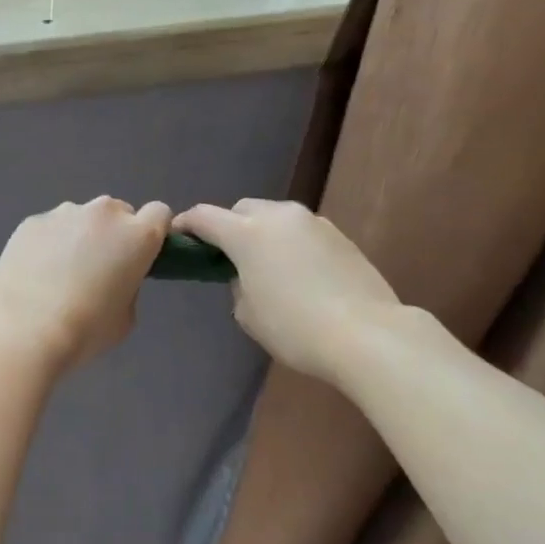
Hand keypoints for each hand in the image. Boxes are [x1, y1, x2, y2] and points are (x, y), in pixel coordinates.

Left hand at [0, 197, 172, 372]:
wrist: (22, 330)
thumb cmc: (84, 330)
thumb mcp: (125, 317)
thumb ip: (128, 286)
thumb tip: (114, 277)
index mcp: (137, 236)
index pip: (159, 213)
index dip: (152, 232)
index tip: (140, 255)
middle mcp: (104, 214)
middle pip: (118, 212)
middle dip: (114, 234)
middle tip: (97, 269)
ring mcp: (64, 213)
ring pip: (82, 218)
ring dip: (79, 236)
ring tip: (59, 274)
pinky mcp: (32, 221)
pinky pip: (51, 227)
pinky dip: (49, 243)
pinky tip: (34, 274)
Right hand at [173, 199, 399, 383]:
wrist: (366, 334)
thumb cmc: (295, 328)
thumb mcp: (248, 313)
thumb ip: (237, 284)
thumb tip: (247, 274)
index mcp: (247, 234)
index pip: (204, 217)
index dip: (186, 225)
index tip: (178, 237)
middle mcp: (279, 217)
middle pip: (242, 209)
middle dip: (229, 226)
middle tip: (227, 256)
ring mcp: (313, 222)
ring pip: (276, 218)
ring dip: (262, 233)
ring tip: (265, 265)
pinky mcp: (339, 235)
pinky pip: (302, 232)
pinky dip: (290, 244)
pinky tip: (298, 273)